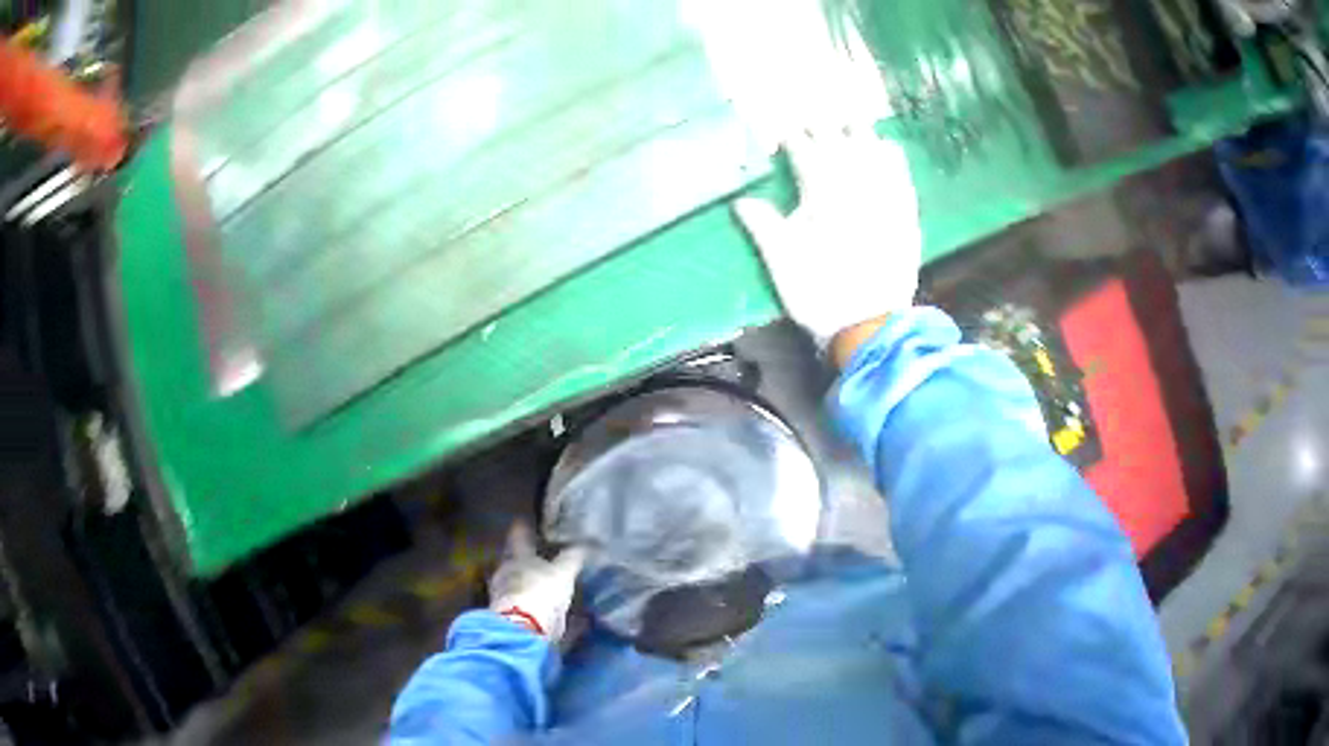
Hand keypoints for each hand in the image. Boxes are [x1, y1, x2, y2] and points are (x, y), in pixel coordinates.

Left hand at [489, 522, 584, 641]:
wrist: (522, 628)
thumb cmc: (540, 592)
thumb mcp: (563, 573)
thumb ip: (572, 559)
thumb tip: (583, 543)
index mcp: (518, 557)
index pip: (519, 537)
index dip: (521, 528)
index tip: (521, 520)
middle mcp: (506, 572)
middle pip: (512, 560)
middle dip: (522, 559)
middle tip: (534, 556)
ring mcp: (502, 594)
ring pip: (513, 581)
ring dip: (524, 582)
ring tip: (538, 583)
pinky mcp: (506, 614)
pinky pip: (517, 602)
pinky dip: (528, 602)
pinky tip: (539, 606)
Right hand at [734, 127, 921, 345]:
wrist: (868, 326)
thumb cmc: (819, 292)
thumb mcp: (781, 260)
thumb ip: (762, 224)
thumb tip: (740, 200)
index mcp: (822, 194)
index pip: (805, 154)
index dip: (793, 141)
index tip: (784, 135)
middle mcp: (857, 188)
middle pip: (842, 146)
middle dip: (826, 130)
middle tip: (816, 120)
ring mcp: (885, 200)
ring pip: (875, 155)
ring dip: (863, 136)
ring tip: (855, 123)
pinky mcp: (905, 217)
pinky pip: (902, 178)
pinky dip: (895, 161)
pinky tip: (891, 150)